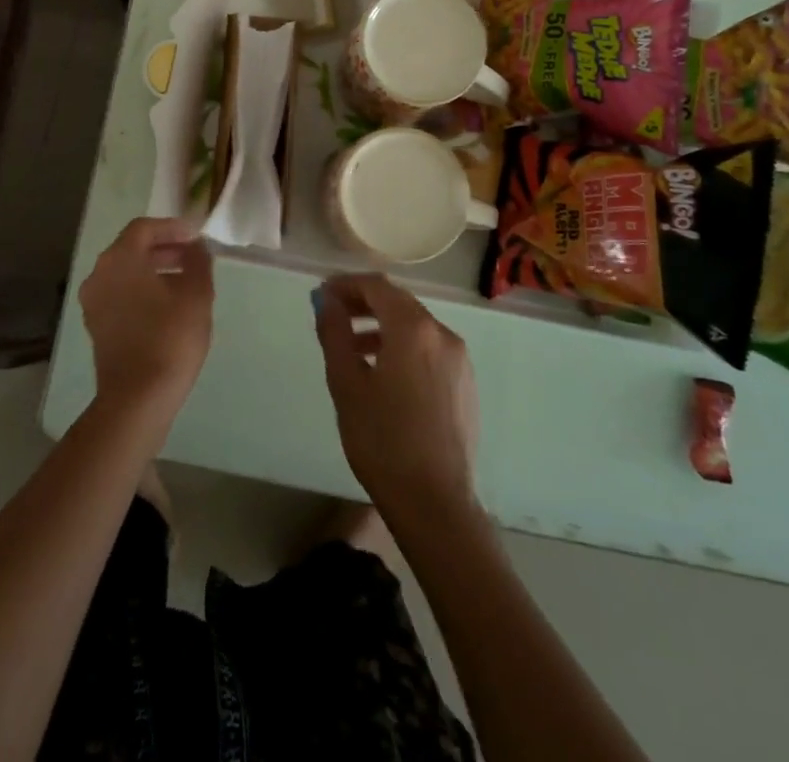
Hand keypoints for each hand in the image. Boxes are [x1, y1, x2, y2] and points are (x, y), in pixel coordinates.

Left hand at [79, 218, 214, 433]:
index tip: (197, 236)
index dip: (173, 228)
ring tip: (187, 282)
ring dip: (155, 270)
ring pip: (126, 273)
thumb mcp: (196, 295)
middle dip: (165, 248)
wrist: (137, 399)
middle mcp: (99, 273)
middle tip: (194, 256)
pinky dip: (143, 290)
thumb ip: (198, 262)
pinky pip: (121, 294)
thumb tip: (197, 248)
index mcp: (119, 259)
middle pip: (132, 248)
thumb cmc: (170, 339)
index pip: (144, 228)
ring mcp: (93, 301)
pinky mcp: (96, 325)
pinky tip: (168, 306)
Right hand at [314, 272, 478, 523]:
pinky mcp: (466, 385)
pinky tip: (384, 374)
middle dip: (364, 303)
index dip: (347, 284)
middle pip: (399, 303)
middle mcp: (443, 334)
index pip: (377, 287)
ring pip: (416, 327)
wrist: (435, 504)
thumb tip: (326, 300)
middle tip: (334, 315)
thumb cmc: (382, 441)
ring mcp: (460, 360)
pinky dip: (403, 347)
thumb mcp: (346, 383)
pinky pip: (430, 350)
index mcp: (413, 329)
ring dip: (383, 327)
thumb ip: (335, 333)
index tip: (322, 294)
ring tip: (353, 348)